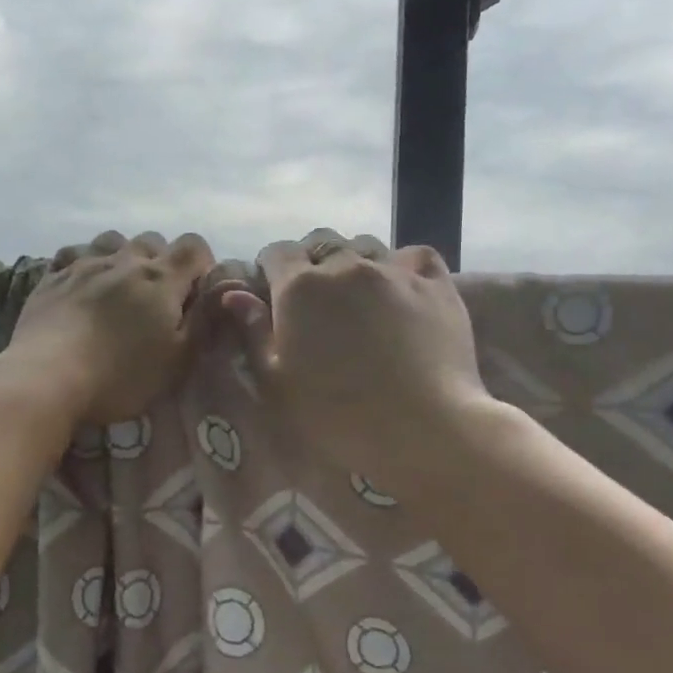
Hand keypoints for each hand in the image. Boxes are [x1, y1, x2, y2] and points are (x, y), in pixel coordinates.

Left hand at [8, 230, 215, 424]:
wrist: (47, 376)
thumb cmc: (121, 375)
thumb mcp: (177, 359)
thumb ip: (204, 321)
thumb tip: (225, 290)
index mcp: (161, 278)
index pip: (194, 245)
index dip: (201, 263)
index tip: (197, 291)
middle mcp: (124, 261)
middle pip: (152, 241)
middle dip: (162, 261)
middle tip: (158, 298)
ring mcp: (84, 264)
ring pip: (112, 240)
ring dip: (123, 256)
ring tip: (120, 286)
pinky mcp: (52, 277)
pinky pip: (74, 254)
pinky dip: (85, 262)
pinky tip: (82, 283)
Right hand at [215, 232, 494, 490]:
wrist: (422, 429)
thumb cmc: (337, 416)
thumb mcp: (278, 382)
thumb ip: (254, 332)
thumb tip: (235, 294)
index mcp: (300, 288)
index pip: (277, 252)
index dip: (271, 268)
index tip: (273, 292)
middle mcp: (346, 266)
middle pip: (321, 242)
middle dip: (311, 260)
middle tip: (314, 296)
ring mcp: (395, 272)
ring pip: (367, 245)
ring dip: (355, 261)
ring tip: (358, 292)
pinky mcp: (437, 286)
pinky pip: (416, 257)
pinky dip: (403, 265)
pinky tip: (402, 287)